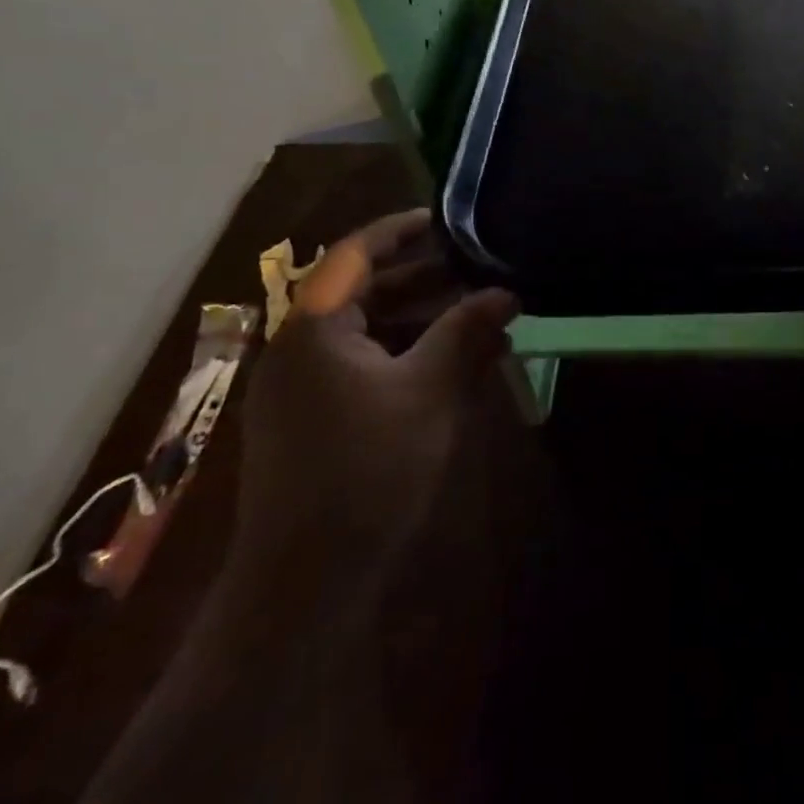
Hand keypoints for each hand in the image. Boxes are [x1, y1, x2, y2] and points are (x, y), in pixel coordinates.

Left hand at [230, 209, 517, 587]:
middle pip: (362, 290)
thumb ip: (466, 333)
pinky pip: (361, 366)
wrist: (303, 584)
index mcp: (313, 327)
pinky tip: (450, 364)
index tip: (448, 219)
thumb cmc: (366, 470)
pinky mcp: (311, 421)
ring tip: (475, 312)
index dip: (402, 230)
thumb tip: (506, 291)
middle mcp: (298, 347)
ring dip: (419, 318)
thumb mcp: (428, 392)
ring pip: (365, 331)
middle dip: (422, 276)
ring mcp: (300, 388)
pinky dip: (404, 354)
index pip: (356, 253)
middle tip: (477, 267)